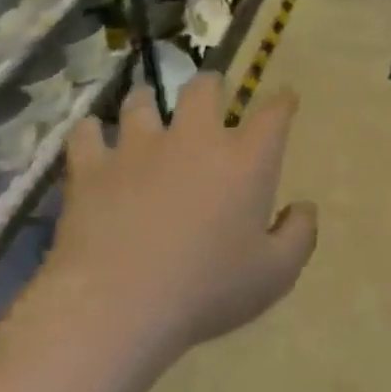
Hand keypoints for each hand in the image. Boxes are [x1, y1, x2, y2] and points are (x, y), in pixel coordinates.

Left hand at [54, 73, 315, 355]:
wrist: (117, 306)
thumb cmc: (207, 290)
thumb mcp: (274, 275)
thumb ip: (299, 236)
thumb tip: (304, 207)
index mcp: (246, 160)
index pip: (273, 114)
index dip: (283, 102)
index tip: (286, 98)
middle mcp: (195, 139)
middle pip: (203, 89)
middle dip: (211, 85)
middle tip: (210, 92)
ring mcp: (139, 148)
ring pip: (141, 102)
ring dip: (147, 102)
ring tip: (146, 106)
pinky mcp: (93, 168)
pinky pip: (87, 134)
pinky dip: (91, 133)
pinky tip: (92, 137)